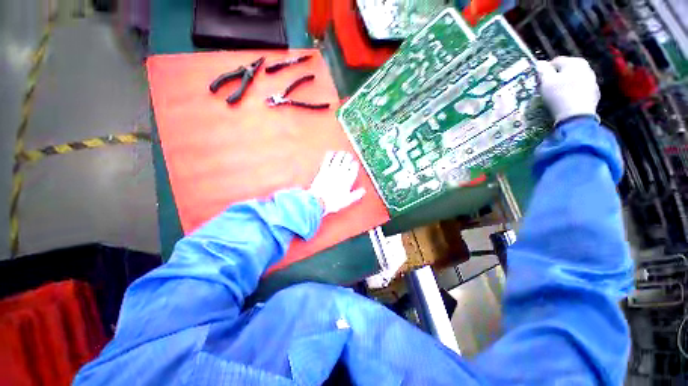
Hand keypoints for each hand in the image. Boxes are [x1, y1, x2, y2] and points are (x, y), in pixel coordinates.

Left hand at [308, 151, 365, 215]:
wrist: (319, 201)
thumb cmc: (333, 202)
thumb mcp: (347, 200)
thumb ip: (356, 194)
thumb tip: (363, 190)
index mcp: (347, 181)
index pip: (353, 170)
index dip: (354, 165)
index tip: (355, 163)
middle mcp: (340, 173)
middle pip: (346, 162)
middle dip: (348, 158)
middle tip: (349, 155)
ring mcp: (331, 171)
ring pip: (338, 159)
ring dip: (341, 155)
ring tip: (342, 152)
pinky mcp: (323, 170)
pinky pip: (327, 160)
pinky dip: (330, 156)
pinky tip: (331, 153)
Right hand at [536, 56, 600, 124]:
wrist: (576, 116)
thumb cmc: (559, 96)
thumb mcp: (546, 82)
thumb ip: (543, 70)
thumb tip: (540, 63)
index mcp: (575, 62)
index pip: (556, 61)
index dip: (545, 70)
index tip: (538, 80)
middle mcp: (587, 68)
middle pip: (567, 70)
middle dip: (557, 77)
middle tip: (547, 87)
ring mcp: (593, 82)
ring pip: (575, 80)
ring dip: (566, 85)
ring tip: (556, 95)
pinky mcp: (594, 95)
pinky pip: (580, 91)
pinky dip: (573, 93)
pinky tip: (566, 101)